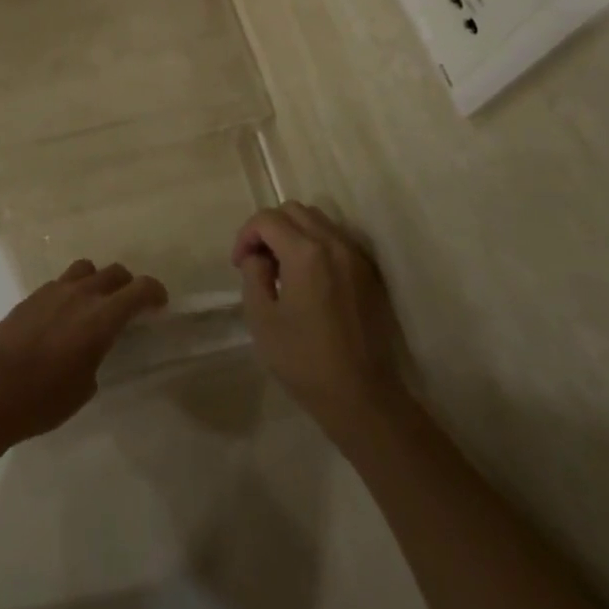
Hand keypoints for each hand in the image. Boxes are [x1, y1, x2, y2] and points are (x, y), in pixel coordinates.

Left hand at [0, 260, 167, 446]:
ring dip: (97, 281)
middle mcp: (81, 295)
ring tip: (94, 303)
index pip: (139, 289)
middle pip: (114, 272)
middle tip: (129, 304)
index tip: (160, 302)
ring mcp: (54, 291)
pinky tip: (63, 315)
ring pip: (86, 269)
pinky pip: (61, 282)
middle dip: (127, 284)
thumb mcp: (85, 386)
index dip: (155, 291)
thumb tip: (91, 349)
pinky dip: (71, 291)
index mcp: (101, 317)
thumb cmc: (44, 398)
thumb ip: (96, 356)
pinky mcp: (32, 296)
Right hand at [233, 203, 408, 439]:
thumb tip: (259, 257)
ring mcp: (356, 256)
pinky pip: (337, 239)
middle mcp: (333, 243)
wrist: (362, 397)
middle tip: (258, 261)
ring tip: (283, 267)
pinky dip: (316, 244)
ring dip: (294, 232)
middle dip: (269, 228)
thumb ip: (254, 275)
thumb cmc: (305, 361)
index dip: (246, 235)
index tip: (239, 264)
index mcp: (305, 253)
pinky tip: (309, 277)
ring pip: (318, 220)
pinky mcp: (369, 272)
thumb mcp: (262, 319)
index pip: (267, 219)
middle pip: (294, 211)